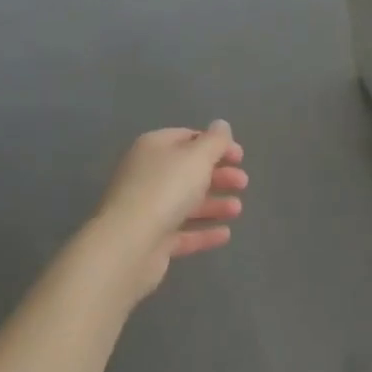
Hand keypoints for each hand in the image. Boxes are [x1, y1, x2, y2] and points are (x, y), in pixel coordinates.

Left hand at [94, 122, 247, 299]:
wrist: (128, 245)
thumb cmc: (166, 189)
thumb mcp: (198, 156)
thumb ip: (215, 140)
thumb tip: (221, 125)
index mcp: (154, 148)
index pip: (188, 138)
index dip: (216, 145)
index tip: (239, 157)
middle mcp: (147, 175)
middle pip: (188, 171)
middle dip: (219, 176)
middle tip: (243, 182)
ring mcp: (147, 209)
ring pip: (186, 202)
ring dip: (214, 204)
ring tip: (237, 210)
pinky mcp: (150, 240)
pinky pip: (182, 232)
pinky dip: (203, 232)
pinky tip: (225, 234)